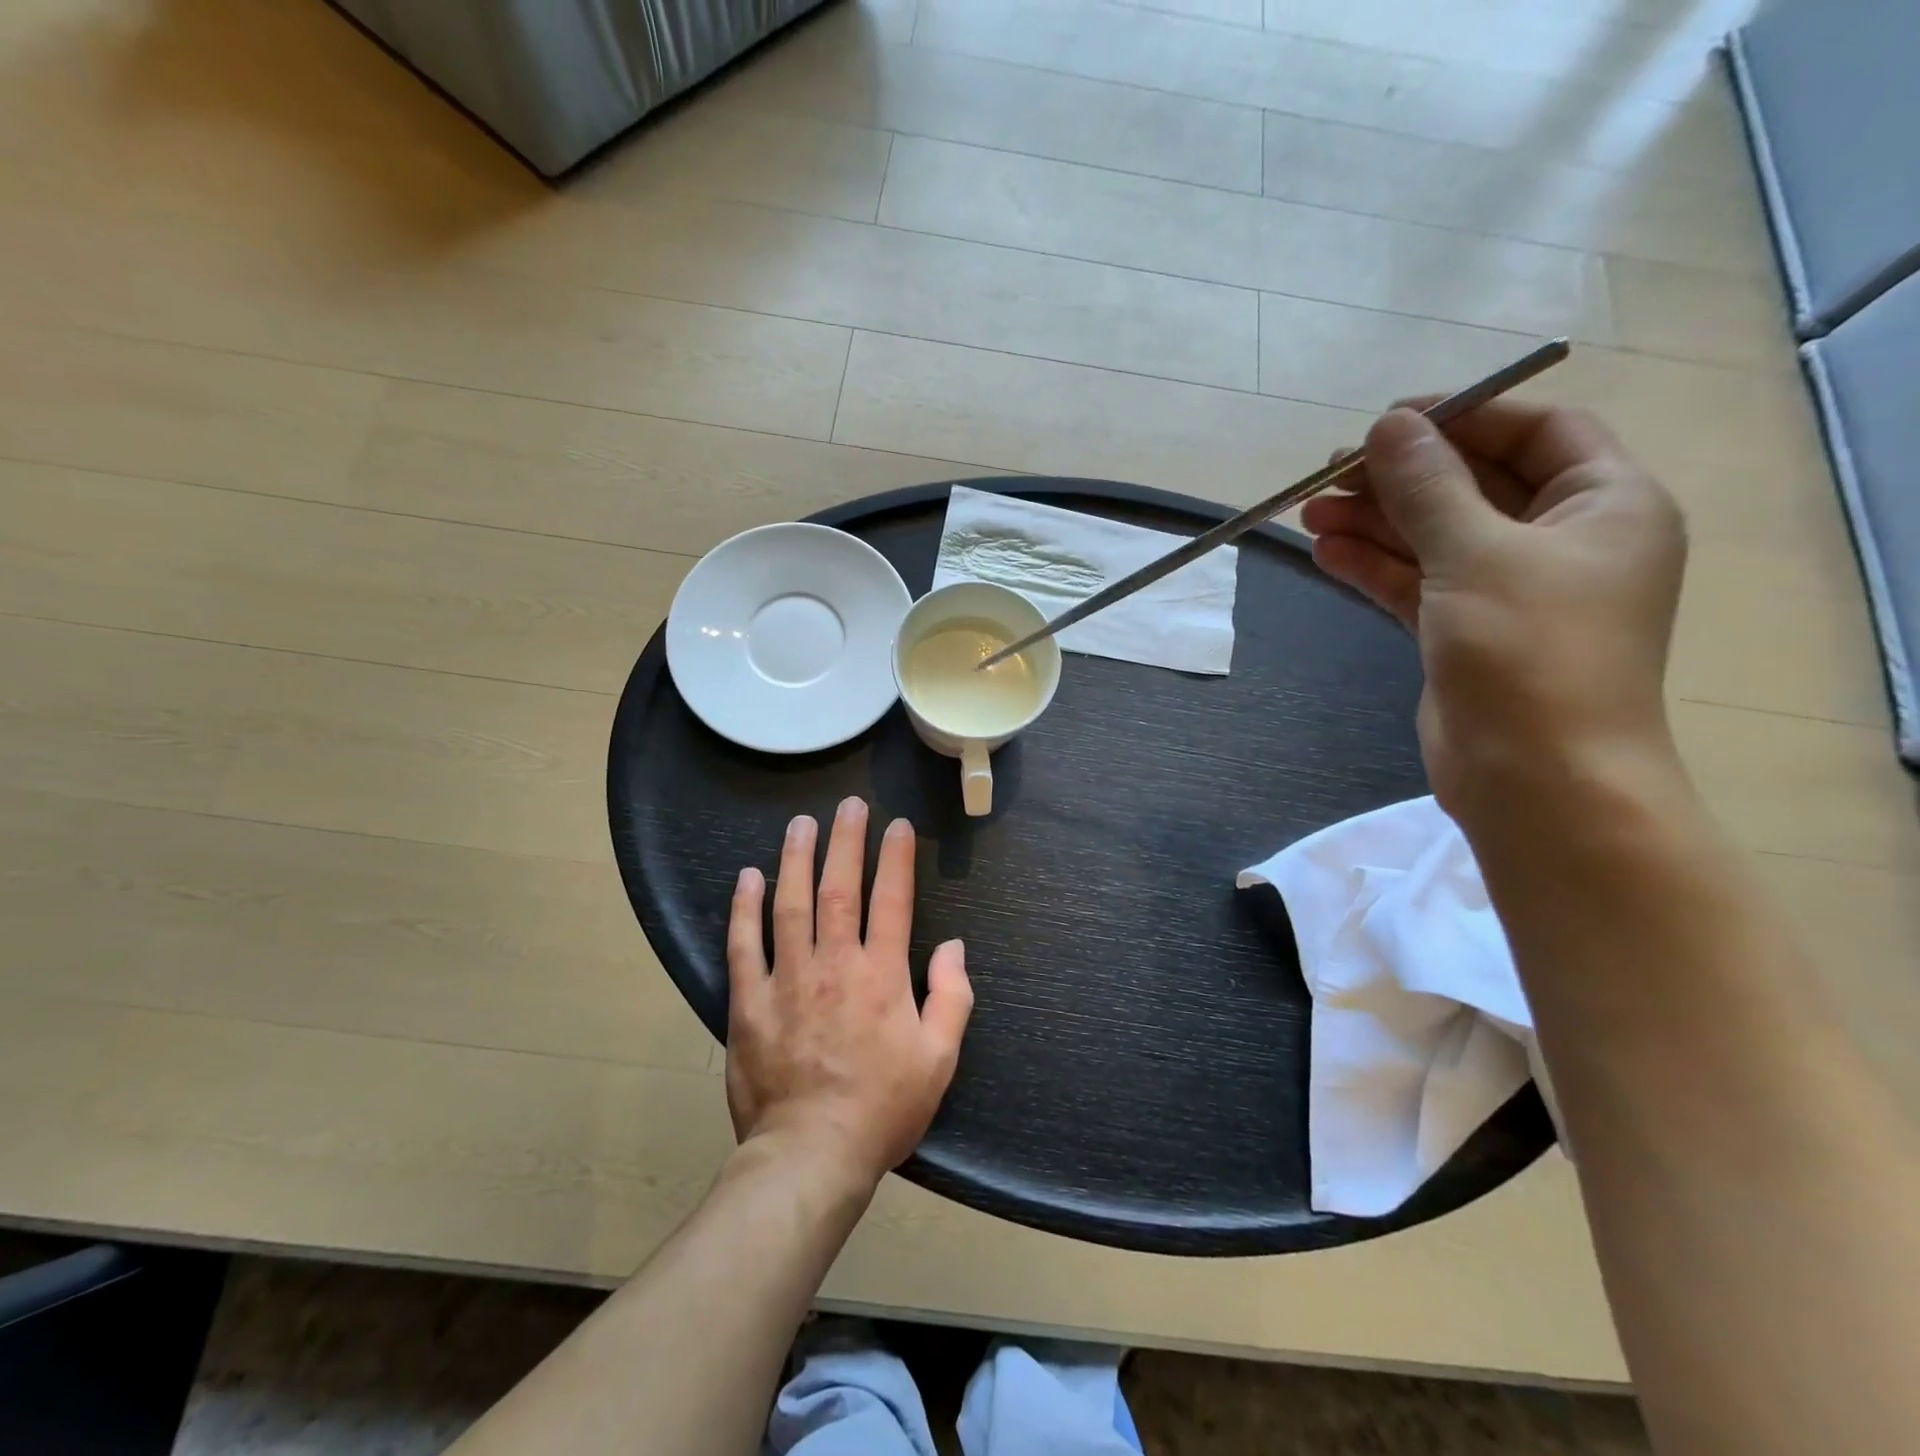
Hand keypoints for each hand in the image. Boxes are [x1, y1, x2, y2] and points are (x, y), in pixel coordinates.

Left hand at [726, 797, 972, 1190]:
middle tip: (849, 805)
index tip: (897, 826)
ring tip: (801, 824)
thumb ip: (952, 997)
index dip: (896, 858)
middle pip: (839, 889)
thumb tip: (953, 946)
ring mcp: (787, 980)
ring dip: (796, 860)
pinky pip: (744, 946)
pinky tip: (747, 878)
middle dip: (846, 842)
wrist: (811, 1155)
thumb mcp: (939, 1059)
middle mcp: (834, 965)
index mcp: (882, 976)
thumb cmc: (882, 1108)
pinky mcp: (749, 1002)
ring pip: (790, 905)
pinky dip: (744, 909)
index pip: (892, 900)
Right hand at [1300, 402, 1685, 819]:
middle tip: (1329, 473)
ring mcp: (1510, 591)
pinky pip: (1416, 582)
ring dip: (1375, 523)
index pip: (1537, 432)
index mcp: (1605, 504)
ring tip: (1310, 512)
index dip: (1463, 419)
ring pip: (1434, 538)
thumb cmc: (1528, 651)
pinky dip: (1374, 566)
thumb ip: (1427, 487)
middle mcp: (1562, 541)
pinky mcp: (1465, 632)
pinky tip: (1325, 551)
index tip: (1387, 422)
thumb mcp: (1476, 554)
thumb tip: (1386, 427)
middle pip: (1473, 486)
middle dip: (1401, 478)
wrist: (1535, 777)